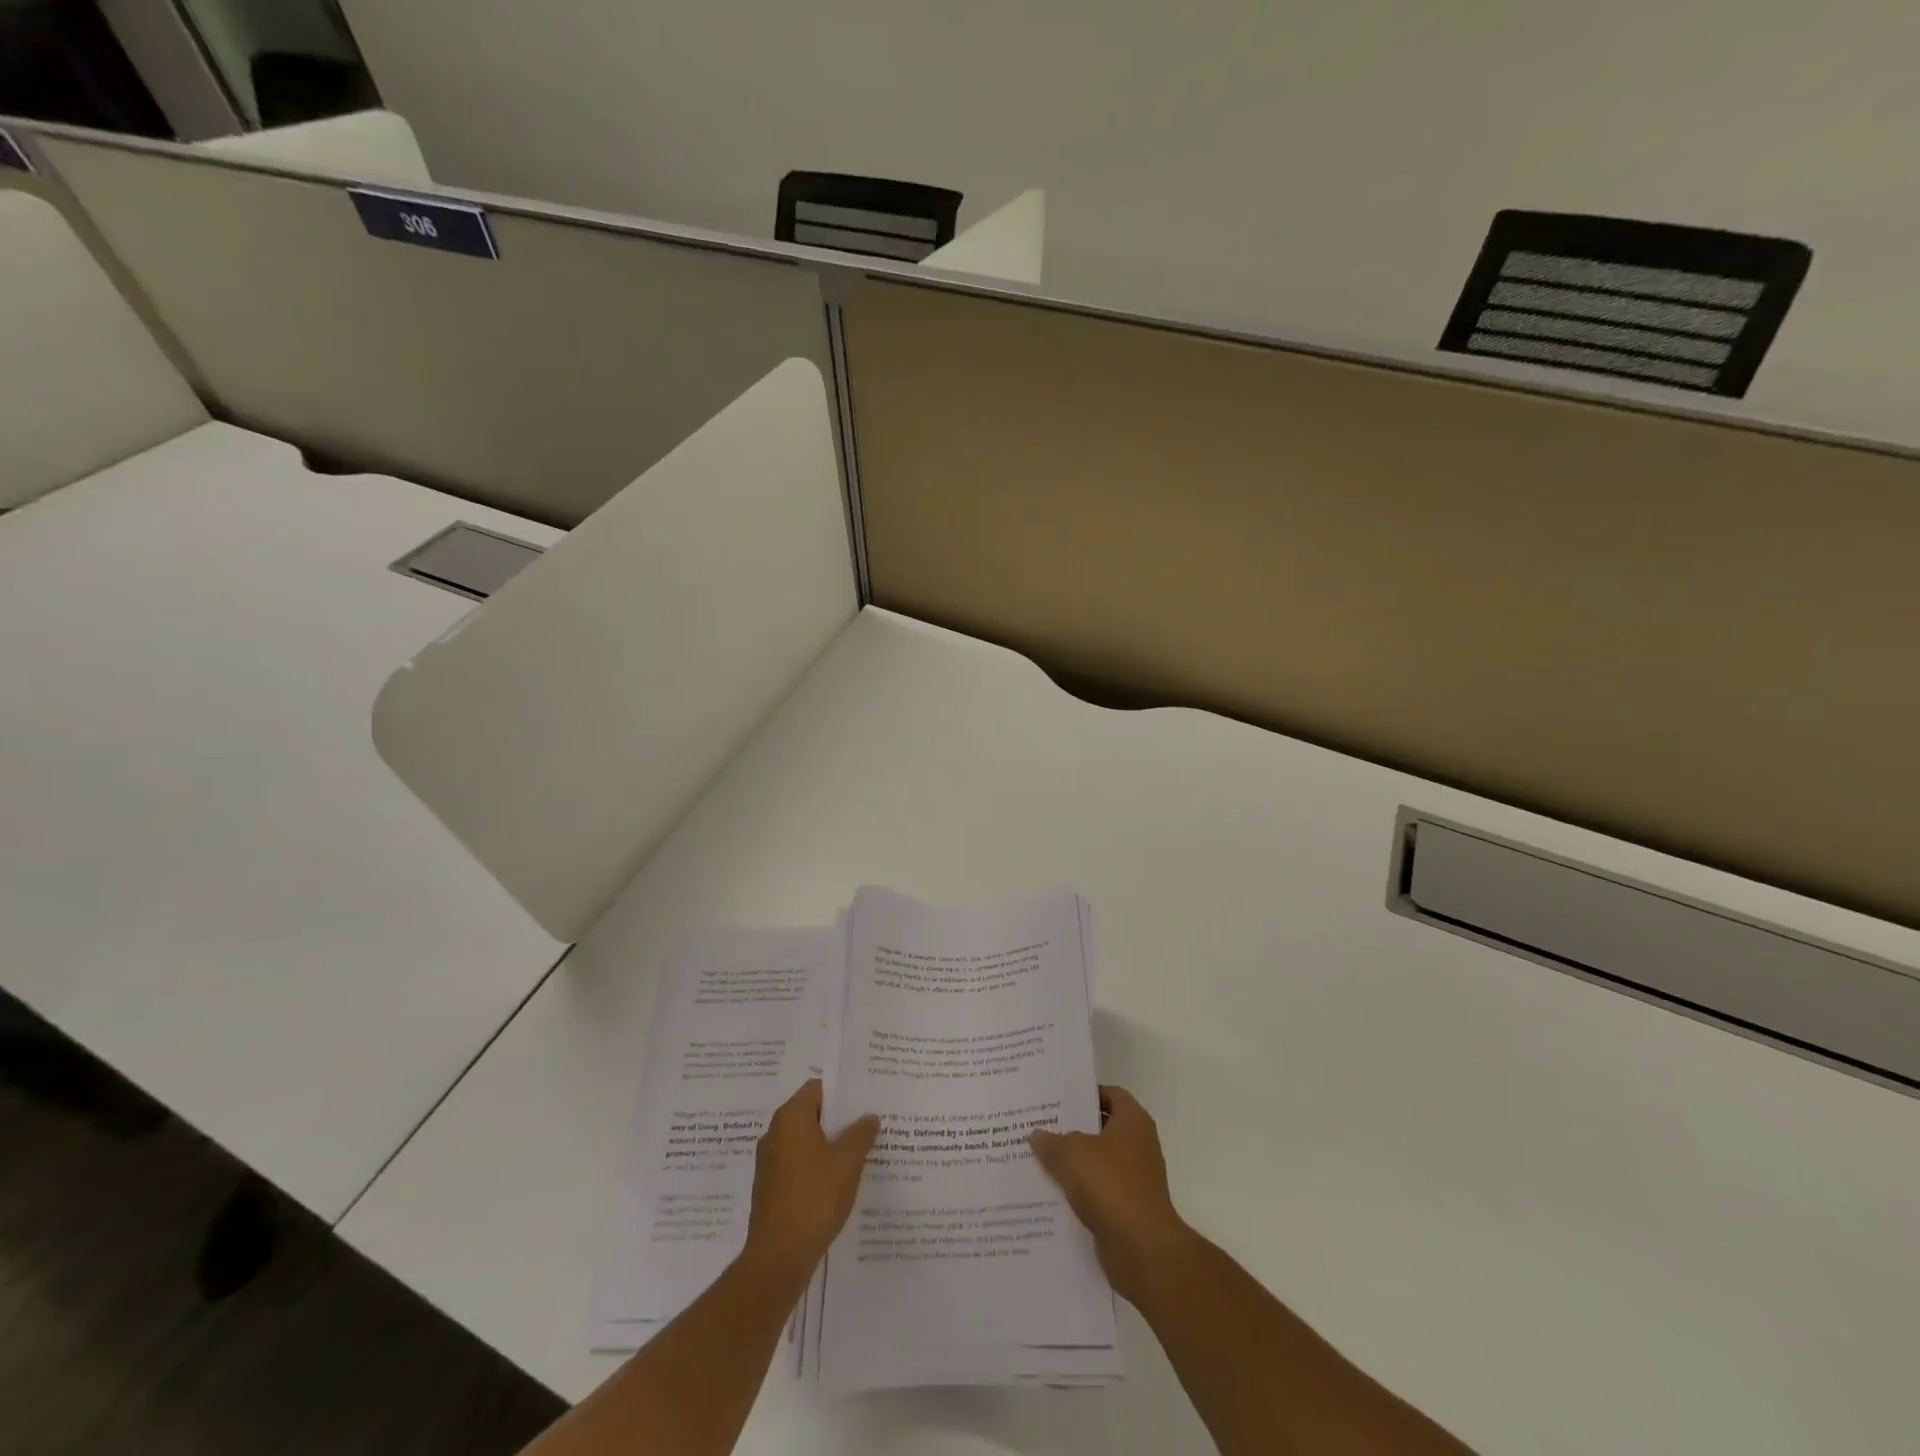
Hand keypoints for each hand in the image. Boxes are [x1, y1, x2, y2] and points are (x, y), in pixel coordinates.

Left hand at [742, 1080, 879, 1283]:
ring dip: (830, 1145)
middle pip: (812, 1114)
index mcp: (790, 1118)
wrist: (778, 1258)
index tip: (865, 1100)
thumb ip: (861, 1133)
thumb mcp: (847, 1161)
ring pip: (806, 1142)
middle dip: (839, 1120)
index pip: (818, 1088)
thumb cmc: (814, 1198)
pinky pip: (799, 1164)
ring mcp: (770, 1162)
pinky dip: (818, 1166)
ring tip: (860, 1153)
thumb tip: (869, 1117)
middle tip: (868, 1125)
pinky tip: (839, 1181)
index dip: (842, 1092)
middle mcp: (775, 1133)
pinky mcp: (770, 1188)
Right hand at [1030, 1085, 1191, 1302]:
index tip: (1057, 1098)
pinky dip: (1078, 1192)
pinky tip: (1050, 1193)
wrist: (1141, 1249)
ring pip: (1097, 1163)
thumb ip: (1051, 1141)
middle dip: (1072, 1129)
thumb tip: (1037, 1135)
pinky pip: (1097, 1192)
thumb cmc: (1110, 1185)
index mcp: (1133, 1121)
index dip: (1085, 1094)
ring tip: (1038, 1159)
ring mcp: (1134, 1179)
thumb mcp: (1071, 1154)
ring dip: (1072, 1163)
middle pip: (1101, 1129)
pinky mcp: (1127, 1209)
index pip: (1110, 1094)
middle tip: (1040, 1126)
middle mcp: (1138, 1146)